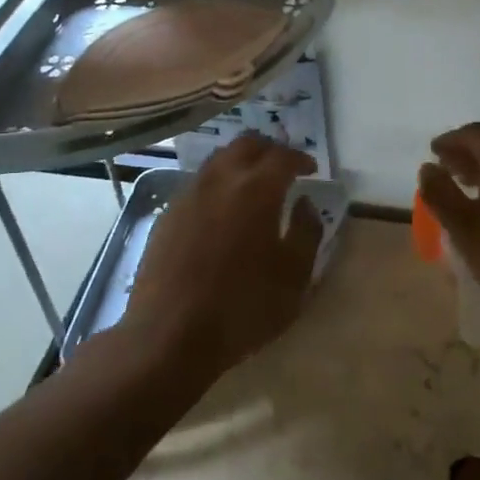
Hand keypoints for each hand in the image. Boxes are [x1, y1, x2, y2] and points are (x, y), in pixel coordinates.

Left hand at [119, 136, 320, 386]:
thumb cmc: (242, 308)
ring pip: (219, 159)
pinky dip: (218, 182)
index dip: (301, 158)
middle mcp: (221, 179)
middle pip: (247, 143)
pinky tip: (222, 209)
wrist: (168, 335)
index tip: (311, 169)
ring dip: (241, 162)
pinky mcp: (167, 213)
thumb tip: (305, 204)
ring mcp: (189, 193)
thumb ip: (307, 232)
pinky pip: (199, 182)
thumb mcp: (294, 277)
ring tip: (253, 184)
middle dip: (270, 149)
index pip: (283, 156)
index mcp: (257, 189)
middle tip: (283, 167)